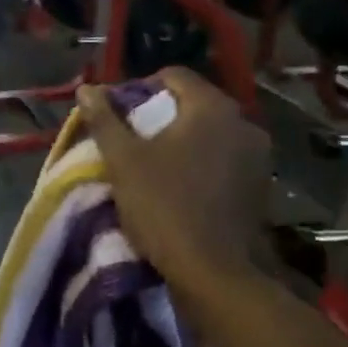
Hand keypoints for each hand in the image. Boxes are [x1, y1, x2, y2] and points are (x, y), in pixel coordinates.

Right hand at [75, 68, 271, 306]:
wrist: (212, 271)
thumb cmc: (163, 206)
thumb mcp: (123, 161)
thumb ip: (104, 120)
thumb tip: (87, 88)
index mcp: (212, 107)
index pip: (174, 75)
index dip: (140, 88)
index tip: (120, 115)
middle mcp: (243, 122)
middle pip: (195, 104)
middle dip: (162, 117)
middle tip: (133, 142)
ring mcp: (258, 155)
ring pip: (212, 134)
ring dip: (185, 142)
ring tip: (156, 166)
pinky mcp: (261, 185)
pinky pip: (226, 160)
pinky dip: (204, 164)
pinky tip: (183, 188)